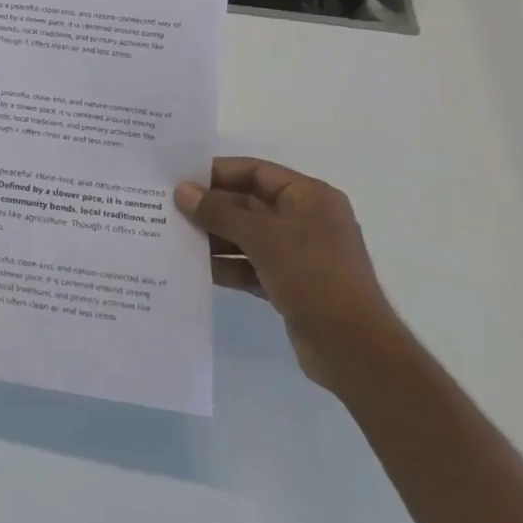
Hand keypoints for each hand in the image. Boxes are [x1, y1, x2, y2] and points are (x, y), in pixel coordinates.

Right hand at [174, 158, 401, 389]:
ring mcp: (298, 254)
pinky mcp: (289, 284)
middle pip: (248, 203)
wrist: (355, 351)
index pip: (255, 171)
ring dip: (214, 237)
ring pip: (246, 235)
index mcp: (309, 197)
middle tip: (167, 208)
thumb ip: (219, 212)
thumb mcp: (262, 237)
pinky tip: (195, 269)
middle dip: (210, 207)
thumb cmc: (313, 277)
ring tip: (173, 237)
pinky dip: (226, 265)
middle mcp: (305, 219)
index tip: (179, 179)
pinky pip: (250, 265)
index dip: (217, 173)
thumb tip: (182, 190)